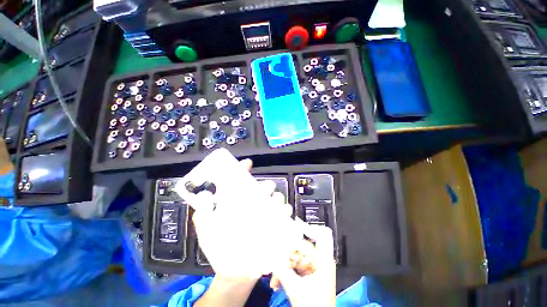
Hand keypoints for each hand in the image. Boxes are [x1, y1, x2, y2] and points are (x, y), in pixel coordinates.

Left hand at [192, 159, 299, 279]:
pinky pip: (283, 215)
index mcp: (237, 203)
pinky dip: (285, 211)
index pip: (241, 181)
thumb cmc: (219, 248)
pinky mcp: (274, 226)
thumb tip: (203, 196)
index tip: (247, 164)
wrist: (234, 273)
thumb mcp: (206, 229)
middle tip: (263, 189)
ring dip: (277, 197)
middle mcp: (253, 205)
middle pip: (263, 188)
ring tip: (273, 201)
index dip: (243, 170)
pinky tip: (283, 212)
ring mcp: (265, 215)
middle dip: (265, 185)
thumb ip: (202, 213)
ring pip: (275, 199)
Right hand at [271, 224, 335, 306]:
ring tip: (275, 280)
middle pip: (299, 249)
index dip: (297, 235)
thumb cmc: (313, 306)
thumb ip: (282, 270)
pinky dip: (285, 273)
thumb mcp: (296, 289)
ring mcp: (313, 267)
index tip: (285, 229)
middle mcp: (319, 260)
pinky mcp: (307, 274)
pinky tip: (277, 283)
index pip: (308, 242)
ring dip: (283, 267)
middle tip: (275, 264)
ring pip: (294, 258)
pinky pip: (294, 267)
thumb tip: (271, 255)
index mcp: (323, 261)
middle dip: (285, 258)